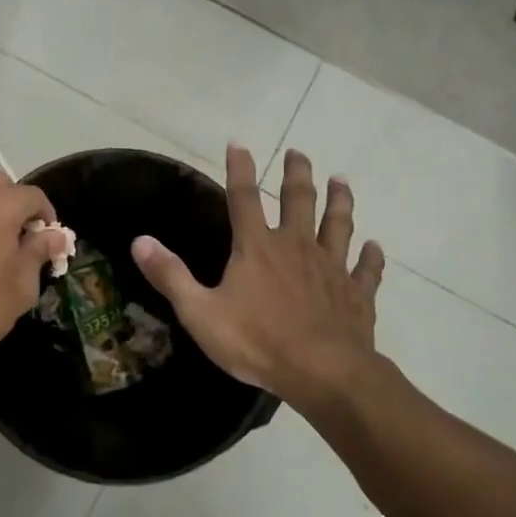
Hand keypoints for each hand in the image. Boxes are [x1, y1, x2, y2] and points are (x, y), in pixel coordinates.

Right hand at [131, 146, 396, 414]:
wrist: (323, 373)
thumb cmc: (257, 342)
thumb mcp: (200, 312)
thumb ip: (170, 275)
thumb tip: (140, 240)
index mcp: (257, 248)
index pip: (243, 197)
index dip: (239, 169)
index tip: (239, 143)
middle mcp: (296, 247)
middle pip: (299, 200)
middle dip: (297, 174)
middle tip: (299, 152)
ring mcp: (331, 268)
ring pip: (338, 225)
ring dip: (339, 201)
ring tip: (341, 181)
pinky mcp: (357, 294)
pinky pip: (366, 270)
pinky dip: (372, 257)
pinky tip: (376, 247)